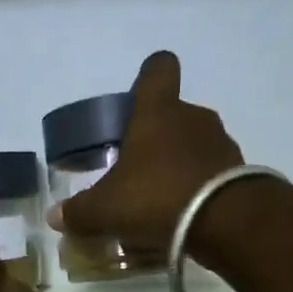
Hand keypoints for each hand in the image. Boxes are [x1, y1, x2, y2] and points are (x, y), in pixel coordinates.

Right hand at [47, 51, 243, 254]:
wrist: (224, 222)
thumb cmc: (156, 197)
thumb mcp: (106, 209)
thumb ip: (79, 211)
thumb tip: (55, 217)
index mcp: (158, 111)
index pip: (158, 69)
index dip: (147, 78)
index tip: (137, 97)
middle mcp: (193, 117)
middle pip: (172, 115)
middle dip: (154, 139)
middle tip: (135, 171)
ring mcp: (220, 143)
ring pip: (192, 146)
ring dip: (176, 167)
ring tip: (158, 202)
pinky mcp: (237, 173)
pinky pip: (209, 174)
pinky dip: (196, 190)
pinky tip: (181, 218)